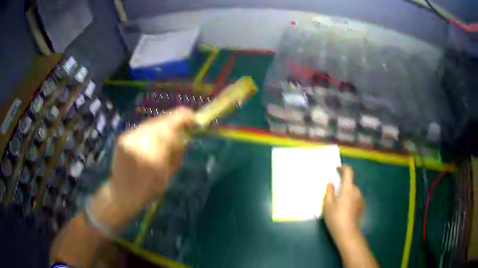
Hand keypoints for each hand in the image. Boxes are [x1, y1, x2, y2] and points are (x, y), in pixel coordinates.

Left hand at [91, 107, 194, 229]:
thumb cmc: (148, 190)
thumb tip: (184, 135)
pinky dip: (152, 130)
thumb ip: (176, 153)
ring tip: (170, 131)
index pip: (171, 128)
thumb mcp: (168, 174)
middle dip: (175, 120)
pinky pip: (143, 128)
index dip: (184, 119)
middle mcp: (140, 143)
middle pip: (162, 122)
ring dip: (163, 124)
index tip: (194, 118)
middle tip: (184, 124)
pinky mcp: (123, 136)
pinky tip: (155, 136)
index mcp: (153, 157)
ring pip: (152, 123)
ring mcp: (129, 138)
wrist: (122, 192)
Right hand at [323, 166, 363, 243]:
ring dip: (347, 194)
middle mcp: (356, 191)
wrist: (347, 233)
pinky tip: (345, 211)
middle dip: (343, 186)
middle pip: (350, 183)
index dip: (343, 168)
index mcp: (348, 189)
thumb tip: (331, 183)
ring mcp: (360, 199)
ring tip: (339, 205)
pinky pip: (355, 199)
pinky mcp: (362, 207)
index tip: (337, 169)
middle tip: (334, 195)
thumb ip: (329, 191)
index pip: (349, 172)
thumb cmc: (335, 218)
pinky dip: (350, 200)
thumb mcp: (327, 205)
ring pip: (353, 192)